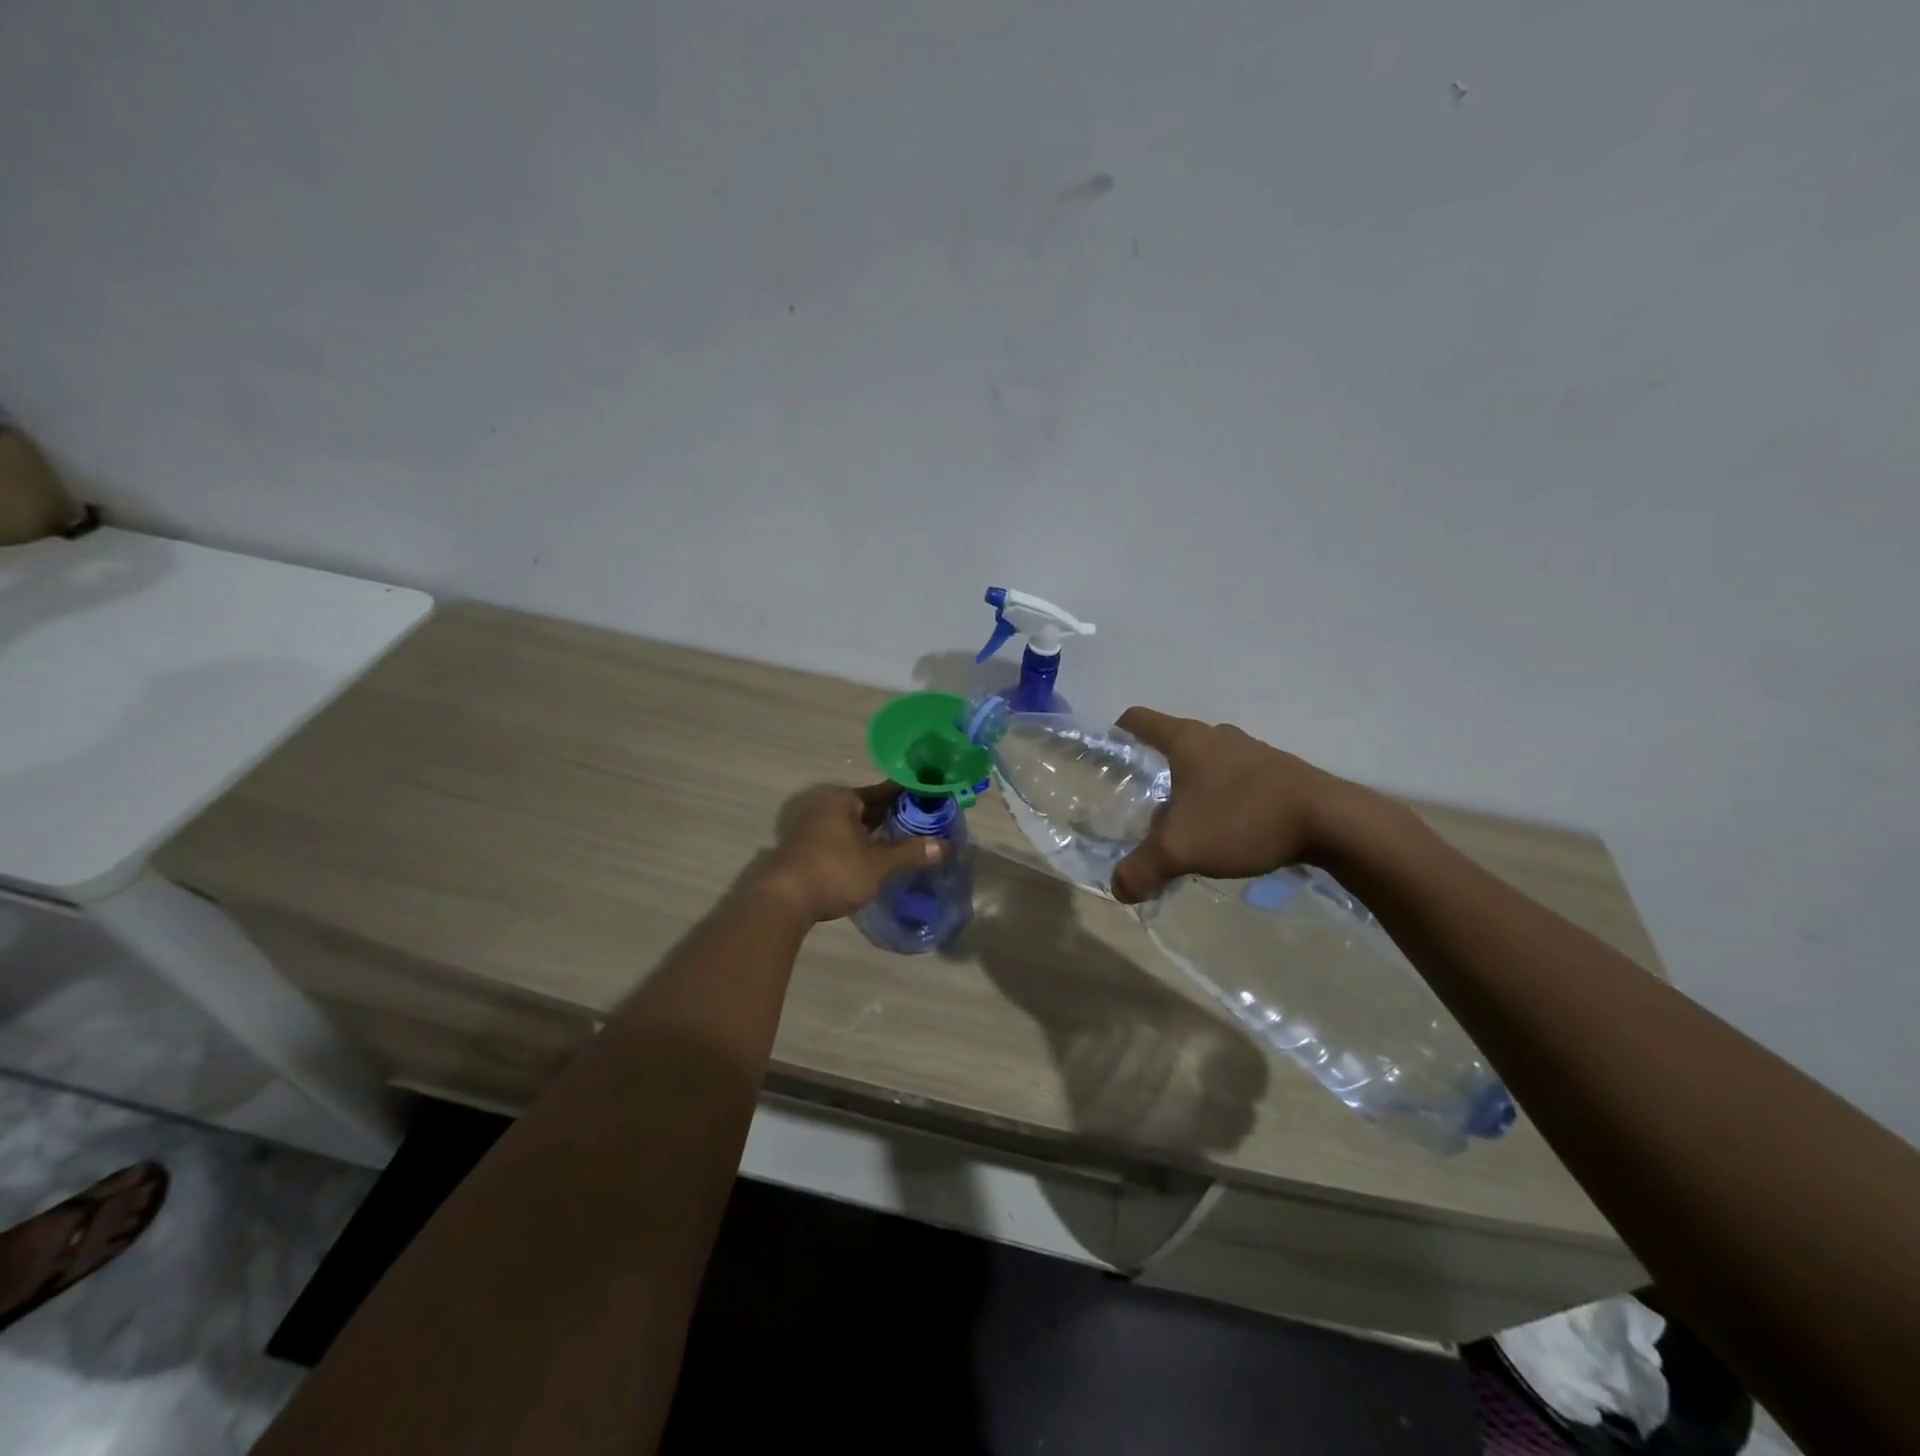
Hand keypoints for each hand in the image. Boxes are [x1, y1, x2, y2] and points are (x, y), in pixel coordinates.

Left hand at [753, 784, 946, 923]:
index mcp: (842, 799)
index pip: (884, 790)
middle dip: (895, 815)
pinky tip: (878, 857)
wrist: (782, 901)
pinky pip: (843, 839)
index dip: (909, 796)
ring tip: (907, 840)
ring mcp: (813, 828)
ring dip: (877, 832)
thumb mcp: (878, 863)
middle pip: (868, 807)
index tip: (932, 800)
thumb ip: (911, 852)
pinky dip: (861, 844)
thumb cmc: (834, 871)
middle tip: (925, 823)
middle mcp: (825, 806)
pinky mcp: (807, 849)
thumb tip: (945, 846)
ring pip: (855, 824)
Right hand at [1109, 707, 1354, 904]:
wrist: (1332, 822)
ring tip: (1184, 825)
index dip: (1118, 733)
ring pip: (1207, 764)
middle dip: (1155, 771)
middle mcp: (1217, 737)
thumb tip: (1118, 888)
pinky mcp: (1279, 772)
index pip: (1139, 720)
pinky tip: (1225, 832)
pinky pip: (1236, 779)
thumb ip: (1142, 869)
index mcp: (1187, 740)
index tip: (1109, 755)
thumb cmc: (1243, 819)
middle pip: (1173, 744)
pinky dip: (1222, 798)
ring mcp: (1252, 752)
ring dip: (1192, 788)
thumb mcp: (1181, 849)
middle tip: (1143, 806)